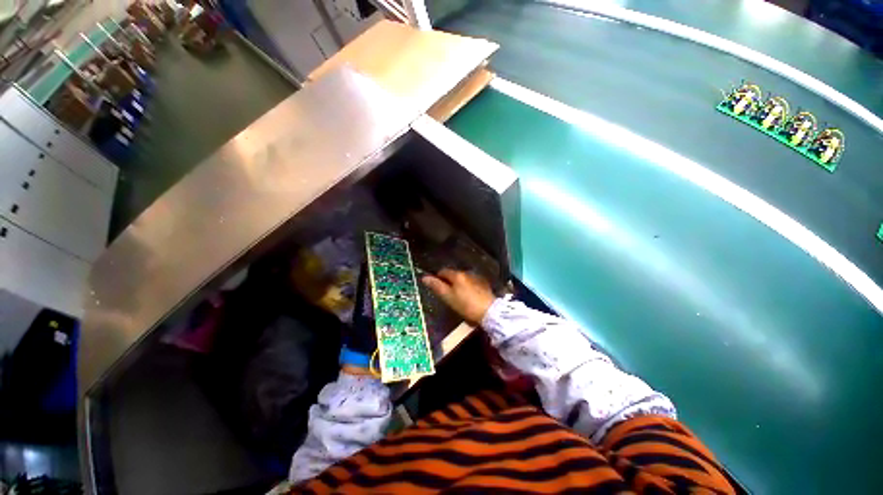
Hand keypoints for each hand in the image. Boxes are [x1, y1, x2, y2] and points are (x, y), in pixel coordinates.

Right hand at [422, 269, 495, 324]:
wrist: (489, 312)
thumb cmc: (466, 305)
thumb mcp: (448, 297)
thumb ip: (436, 286)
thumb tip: (424, 277)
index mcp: (457, 275)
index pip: (443, 271)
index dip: (437, 278)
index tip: (436, 287)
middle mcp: (466, 272)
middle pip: (453, 274)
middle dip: (448, 281)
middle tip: (446, 294)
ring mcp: (476, 277)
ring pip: (462, 279)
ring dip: (458, 284)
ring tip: (457, 296)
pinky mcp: (484, 284)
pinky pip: (471, 283)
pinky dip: (467, 287)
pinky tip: (468, 296)